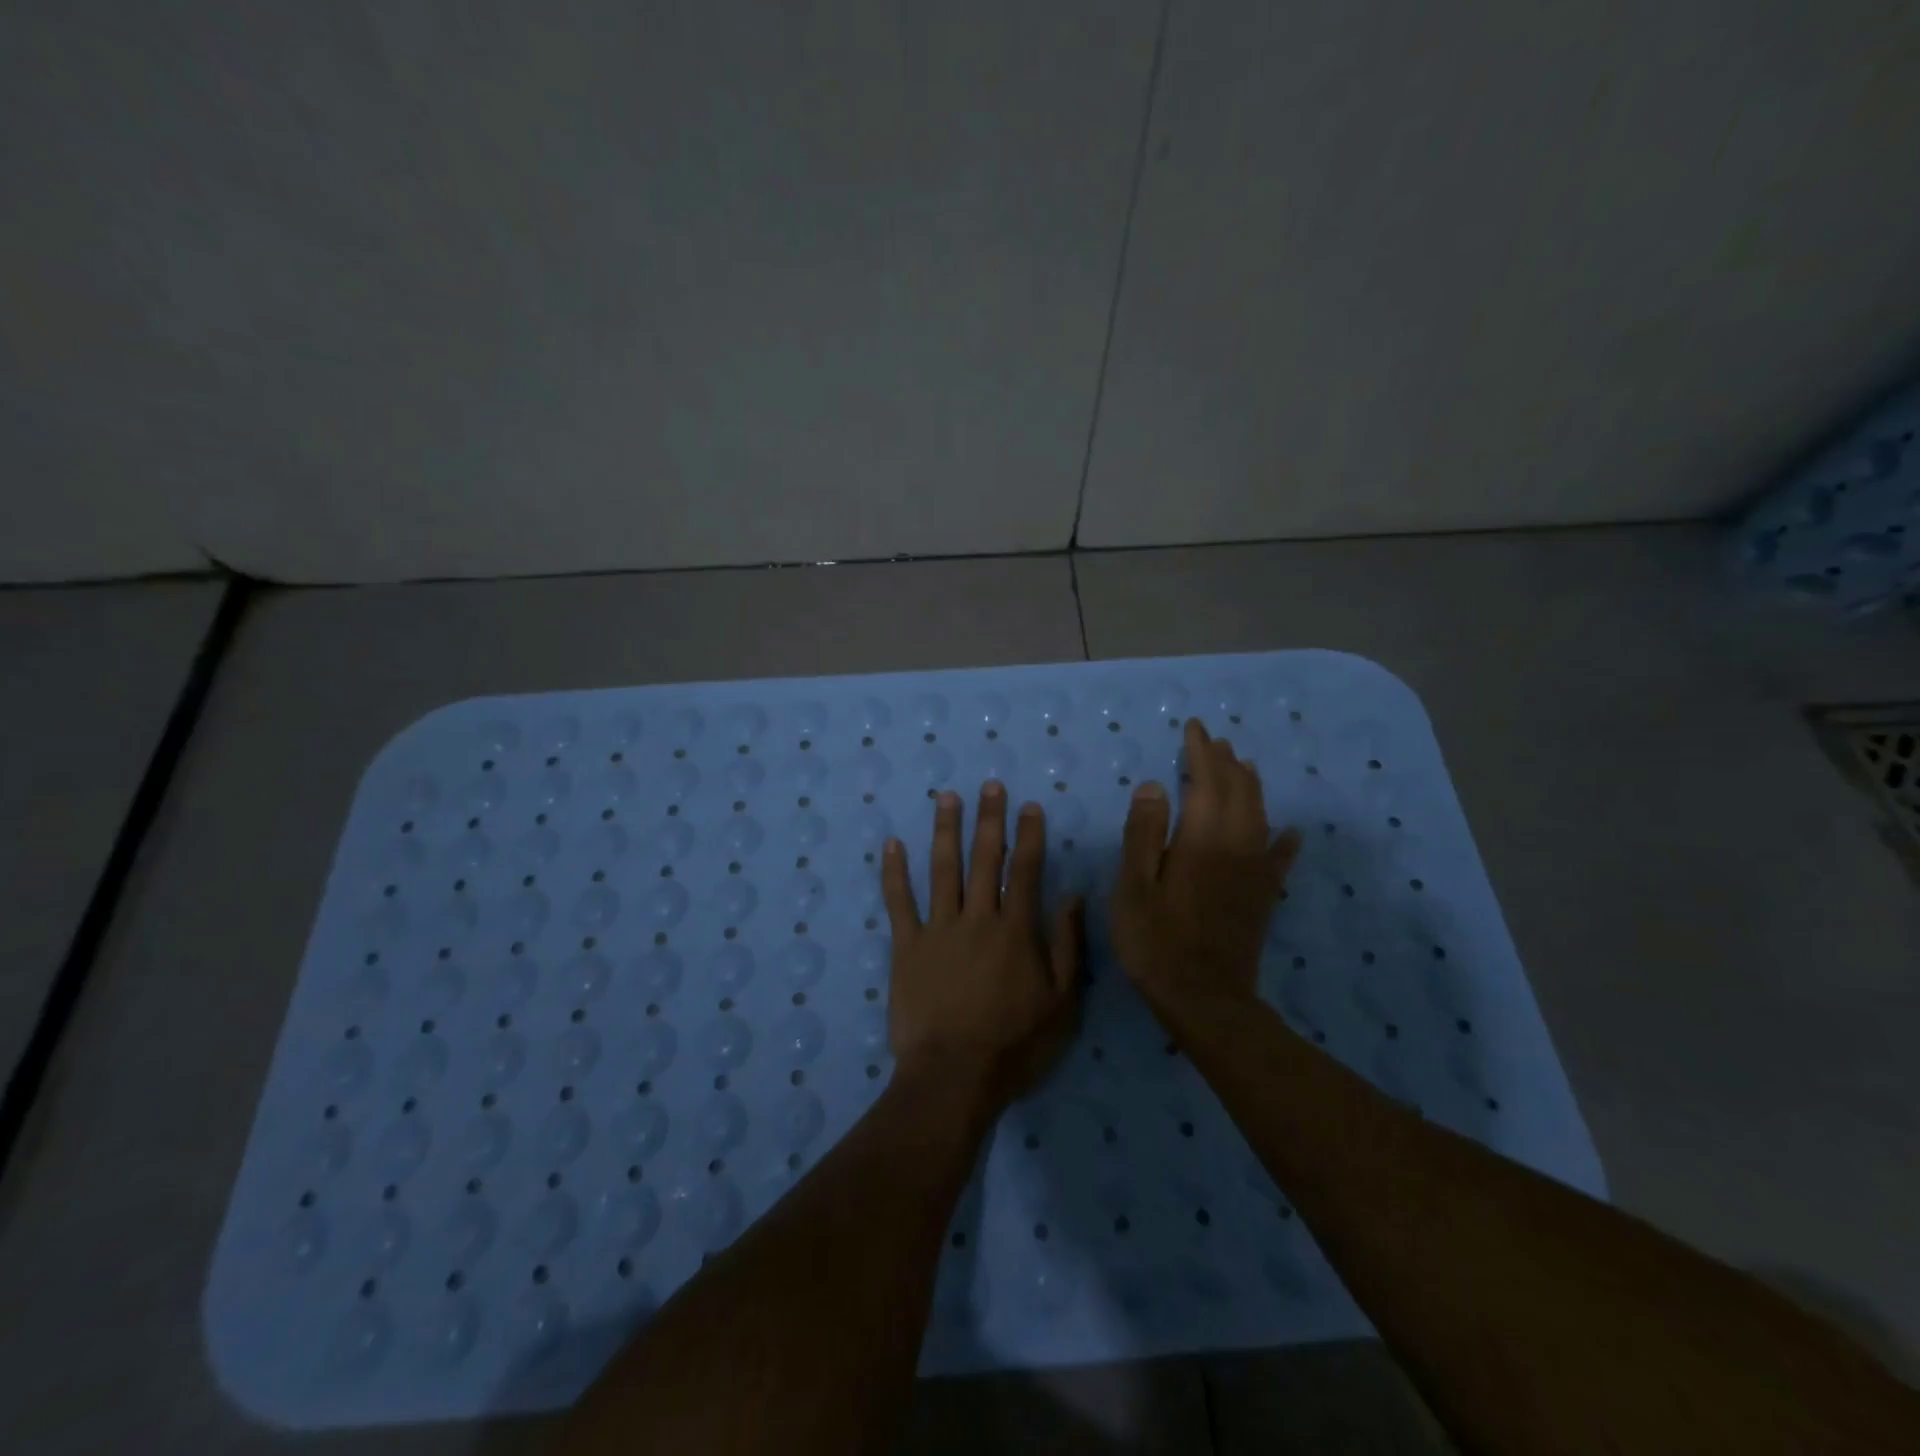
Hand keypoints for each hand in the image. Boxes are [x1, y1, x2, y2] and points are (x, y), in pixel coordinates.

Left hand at [882, 782, 1083, 1105]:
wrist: (954, 1076)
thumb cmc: (1015, 1044)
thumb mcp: (1062, 1002)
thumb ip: (1069, 946)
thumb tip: (1072, 897)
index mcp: (1016, 930)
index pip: (1025, 870)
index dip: (1029, 835)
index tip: (1029, 806)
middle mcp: (978, 918)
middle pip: (985, 859)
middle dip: (989, 819)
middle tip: (989, 785)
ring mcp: (938, 929)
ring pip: (943, 869)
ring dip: (946, 830)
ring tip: (947, 797)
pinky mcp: (906, 946)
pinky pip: (898, 901)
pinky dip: (894, 871)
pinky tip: (892, 843)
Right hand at [1111, 718, 1302, 1014]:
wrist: (1205, 999)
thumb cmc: (1155, 941)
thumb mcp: (1133, 886)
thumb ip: (1143, 834)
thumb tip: (1154, 785)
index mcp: (1201, 840)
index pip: (1206, 781)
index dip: (1200, 752)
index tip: (1193, 728)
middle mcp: (1235, 846)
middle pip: (1238, 791)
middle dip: (1225, 762)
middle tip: (1213, 741)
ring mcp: (1254, 871)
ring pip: (1259, 815)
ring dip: (1250, 786)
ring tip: (1241, 766)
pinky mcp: (1263, 895)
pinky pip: (1279, 858)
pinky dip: (1284, 839)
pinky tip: (1290, 831)